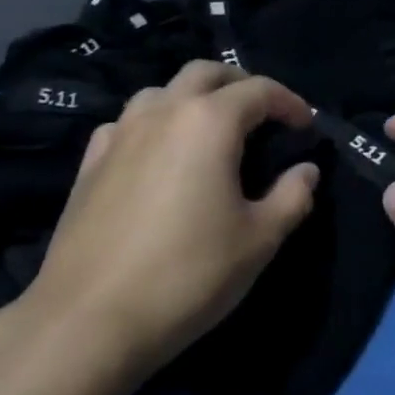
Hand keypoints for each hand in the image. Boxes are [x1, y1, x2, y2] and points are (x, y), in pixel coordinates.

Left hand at [16, 60, 320, 382]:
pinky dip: (154, 124)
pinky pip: (127, 122)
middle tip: (264, 115)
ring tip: (212, 131)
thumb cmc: (188, 275)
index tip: (307, 127)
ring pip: (161, 91)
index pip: (259, 90)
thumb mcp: (259, 240)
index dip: (290, 103)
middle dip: (241, 84)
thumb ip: (292, 196)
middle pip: (205, 73)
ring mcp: (120, 134)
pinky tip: (159, 155)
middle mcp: (162, 113)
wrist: (88, 322)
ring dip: (194, 99)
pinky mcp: (89, 163)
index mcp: (209, 122)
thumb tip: (306, 171)